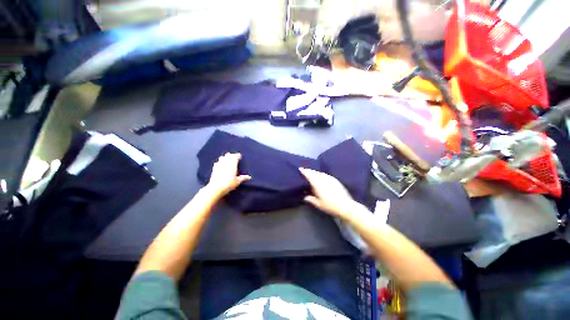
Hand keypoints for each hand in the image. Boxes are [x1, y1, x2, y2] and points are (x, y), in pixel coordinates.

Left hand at [207, 153, 250, 196]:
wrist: (216, 188)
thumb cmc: (228, 184)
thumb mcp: (237, 181)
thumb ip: (243, 178)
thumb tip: (249, 177)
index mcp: (232, 165)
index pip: (235, 157)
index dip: (238, 155)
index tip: (240, 156)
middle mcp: (226, 163)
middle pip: (228, 155)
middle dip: (231, 155)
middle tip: (234, 156)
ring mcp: (219, 165)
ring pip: (222, 157)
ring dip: (225, 157)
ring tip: (227, 158)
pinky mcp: (214, 168)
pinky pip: (217, 162)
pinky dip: (220, 162)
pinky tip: (220, 164)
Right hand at [299, 168, 359, 218]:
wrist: (346, 206)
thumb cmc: (330, 205)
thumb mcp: (318, 204)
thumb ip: (310, 199)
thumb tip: (305, 197)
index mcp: (317, 183)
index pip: (309, 175)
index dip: (304, 171)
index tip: (300, 168)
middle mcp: (323, 178)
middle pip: (314, 172)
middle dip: (309, 171)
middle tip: (304, 170)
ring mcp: (330, 178)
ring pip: (320, 173)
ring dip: (315, 172)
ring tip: (311, 173)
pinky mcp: (335, 180)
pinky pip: (325, 175)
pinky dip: (321, 174)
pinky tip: (321, 177)